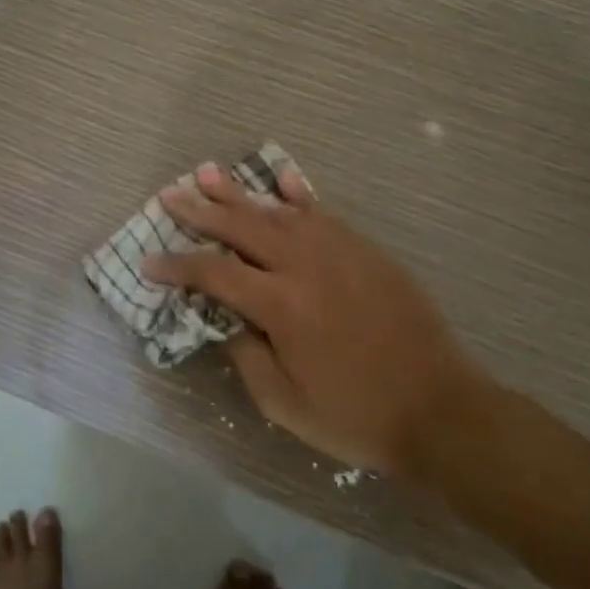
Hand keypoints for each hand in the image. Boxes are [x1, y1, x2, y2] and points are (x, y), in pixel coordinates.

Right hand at [146, 163, 476, 474]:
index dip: (176, 265)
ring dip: (238, 192)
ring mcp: (338, 251)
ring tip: (206, 172)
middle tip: (169, 195)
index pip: (213, 272)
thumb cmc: (356, 416)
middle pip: (240, 227)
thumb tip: (226, 320)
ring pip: (277, 211)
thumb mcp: (285, 404)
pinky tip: (282, 176)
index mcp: (280, 305)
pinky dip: (298, 193)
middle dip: (199, 210)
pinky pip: (323, 212)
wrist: (441, 410)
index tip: (149, 261)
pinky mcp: (365, 250)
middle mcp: (304, 265)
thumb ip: (246, 356)